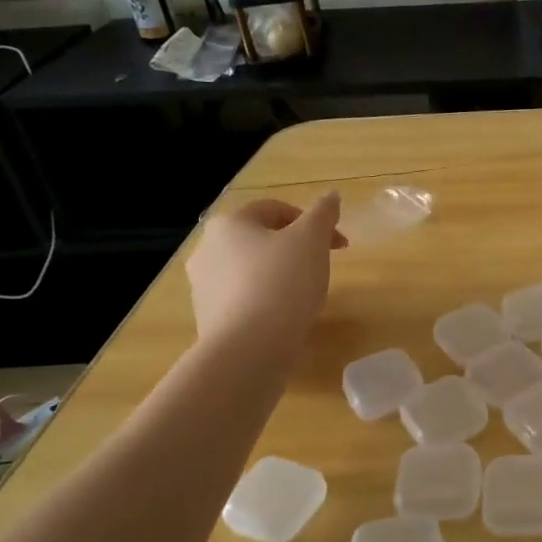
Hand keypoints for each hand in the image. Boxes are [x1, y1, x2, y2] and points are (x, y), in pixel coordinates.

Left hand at [186, 194, 344, 344]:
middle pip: (261, 239)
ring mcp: (203, 286)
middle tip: (322, 266)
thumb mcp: (312, 239)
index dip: (313, 222)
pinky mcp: (208, 318)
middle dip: (295, 248)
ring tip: (305, 294)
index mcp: (229, 223)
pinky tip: (285, 316)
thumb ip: (323, 213)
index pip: (275, 209)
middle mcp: (206, 248)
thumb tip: (331, 195)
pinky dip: (266, 300)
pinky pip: (243, 299)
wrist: (250, 347)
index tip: (338, 245)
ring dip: (279, 274)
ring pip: (251, 269)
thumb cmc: (283, 282)